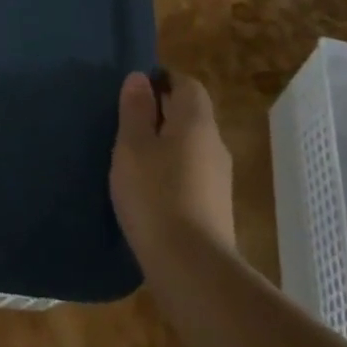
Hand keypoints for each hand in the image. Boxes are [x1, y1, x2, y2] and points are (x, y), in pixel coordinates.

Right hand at [110, 70, 234, 267]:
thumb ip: (136, 110)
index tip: (135, 91)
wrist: (191, 268)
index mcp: (196, 123)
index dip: (162, 80)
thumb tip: (140, 78)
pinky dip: (171, 171)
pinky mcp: (215, 208)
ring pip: (191, 146)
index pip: (187, 84)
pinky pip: (192, 173)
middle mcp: (215, 144)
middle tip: (127, 123)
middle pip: (191, 114)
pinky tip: (149, 189)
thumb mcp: (132, 146)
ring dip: (165, 144)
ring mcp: (219, 179)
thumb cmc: (155, 195)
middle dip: (162, 112)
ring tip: (132, 157)